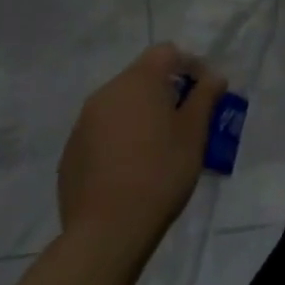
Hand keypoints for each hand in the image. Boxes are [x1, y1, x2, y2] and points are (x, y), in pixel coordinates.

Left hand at [57, 45, 226, 262]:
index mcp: (138, 81)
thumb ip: (205, 97)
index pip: (167, 52)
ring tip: (158, 146)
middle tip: (185, 120)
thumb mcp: (194, 133)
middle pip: (141, 76)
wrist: (106, 232)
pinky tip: (130, 168)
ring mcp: (83, 123)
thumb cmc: (160, 172)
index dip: (190, 65)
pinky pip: (101, 132)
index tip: (204, 92)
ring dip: (141, 114)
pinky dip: (119, 138)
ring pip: (120, 104)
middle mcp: (106, 92)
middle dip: (165, 91)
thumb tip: (214, 77)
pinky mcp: (70, 153)